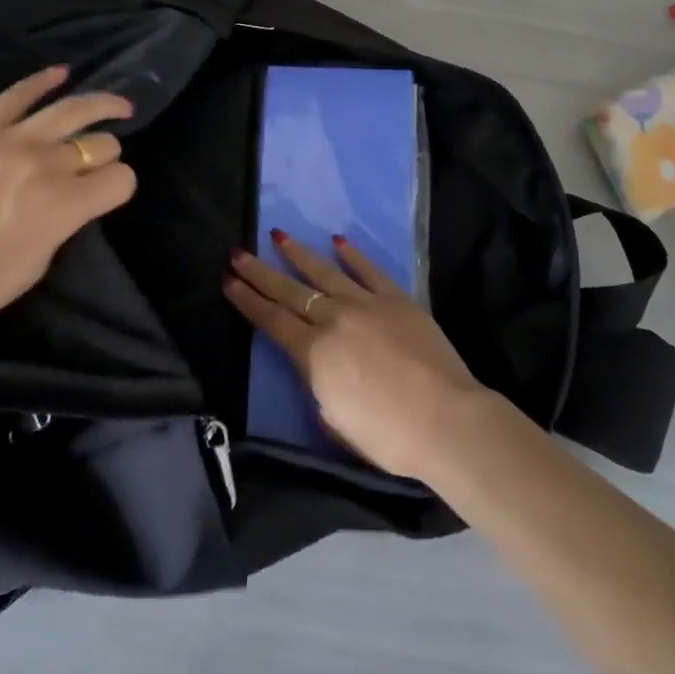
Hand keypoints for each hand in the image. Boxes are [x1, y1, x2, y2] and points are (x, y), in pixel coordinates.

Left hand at [0, 66, 135, 348]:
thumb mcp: (36, 264)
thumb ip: (62, 223)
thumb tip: (71, 198)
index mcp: (65, 207)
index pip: (119, 179)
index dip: (120, 186)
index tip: (108, 193)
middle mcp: (46, 166)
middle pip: (100, 143)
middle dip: (106, 153)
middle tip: (97, 161)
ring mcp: (10, 140)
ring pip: (71, 109)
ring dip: (101, 104)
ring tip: (116, 105)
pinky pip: (17, 94)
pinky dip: (43, 81)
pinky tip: (62, 73)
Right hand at [224, 231, 489, 478]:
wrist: (445, 418)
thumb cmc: (389, 438)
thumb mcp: (337, 424)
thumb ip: (321, 390)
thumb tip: (320, 371)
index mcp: (315, 355)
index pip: (272, 321)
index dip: (248, 301)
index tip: (229, 280)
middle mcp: (334, 320)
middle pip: (290, 291)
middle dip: (261, 272)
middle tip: (238, 252)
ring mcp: (366, 304)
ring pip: (325, 272)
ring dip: (299, 254)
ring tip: (279, 236)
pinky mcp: (396, 298)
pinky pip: (368, 270)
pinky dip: (352, 255)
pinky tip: (338, 241)